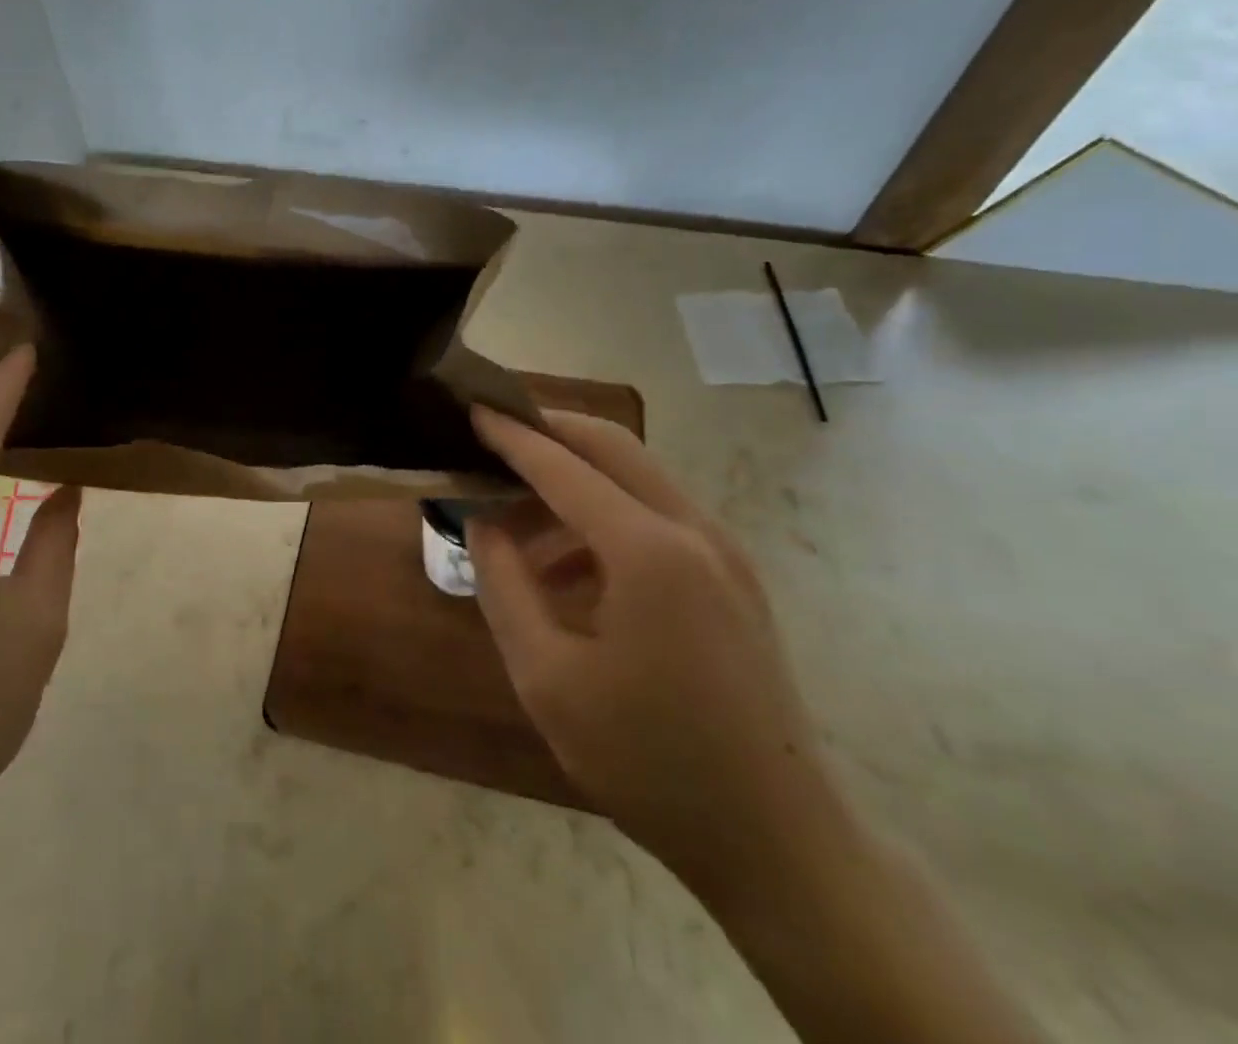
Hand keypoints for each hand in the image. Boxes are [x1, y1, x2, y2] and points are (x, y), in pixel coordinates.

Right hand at [467, 406, 835, 899]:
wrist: (777, 841)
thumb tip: (483, 523)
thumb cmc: (647, 759)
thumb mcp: (547, 677)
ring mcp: (724, 553)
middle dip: (550, 431)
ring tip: (517, 523)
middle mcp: (694, 531)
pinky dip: (605, 519)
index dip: (512, 436)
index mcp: (648, 552)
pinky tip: (568, 570)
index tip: (471, 408)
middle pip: (612, 446)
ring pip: (637, 479)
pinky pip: (658, 518)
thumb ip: (504, 585)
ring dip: (574, 481)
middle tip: (494, 434)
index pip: (563, 467)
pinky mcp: (734, 578)